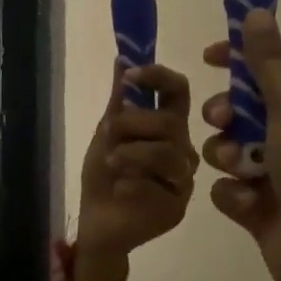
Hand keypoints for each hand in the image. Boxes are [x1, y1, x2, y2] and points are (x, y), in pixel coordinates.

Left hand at [76, 63, 198, 276]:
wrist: (97, 222)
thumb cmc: (105, 175)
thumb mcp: (107, 134)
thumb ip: (119, 101)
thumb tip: (123, 59)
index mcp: (167, 126)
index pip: (178, 91)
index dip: (159, 77)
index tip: (132, 75)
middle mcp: (181, 150)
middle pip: (171, 122)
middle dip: (134, 122)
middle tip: (108, 131)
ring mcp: (182, 180)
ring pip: (168, 154)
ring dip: (133, 153)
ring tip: (111, 161)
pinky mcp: (177, 207)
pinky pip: (160, 187)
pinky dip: (132, 184)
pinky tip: (119, 189)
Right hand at [200, 12, 280, 280]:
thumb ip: (269, 64)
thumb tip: (256, 13)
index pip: (280, 66)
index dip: (245, 56)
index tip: (209, 56)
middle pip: (247, 107)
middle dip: (227, 111)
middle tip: (221, 119)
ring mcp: (279, 174)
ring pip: (231, 147)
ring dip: (227, 155)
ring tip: (238, 169)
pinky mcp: (259, 207)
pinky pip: (228, 187)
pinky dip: (233, 193)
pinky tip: (246, 204)